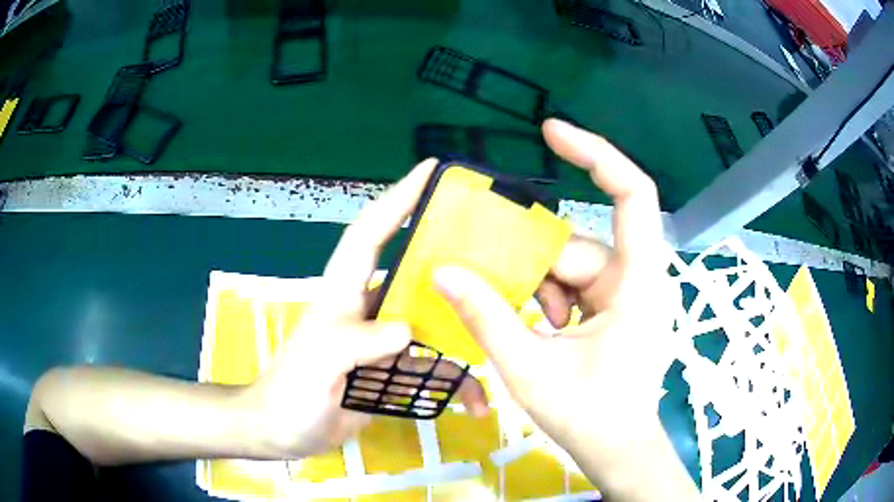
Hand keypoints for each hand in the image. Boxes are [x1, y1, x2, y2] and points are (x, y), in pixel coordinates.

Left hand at [242, 159, 488, 458]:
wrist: (282, 432)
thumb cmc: (289, 394)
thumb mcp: (316, 365)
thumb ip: (354, 343)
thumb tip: (409, 330)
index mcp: (344, 294)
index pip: (371, 233)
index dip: (398, 198)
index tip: (431, 170)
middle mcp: (369, 309)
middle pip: (415, 271)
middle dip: (450, 254)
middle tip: (496, 247)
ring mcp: (384, 341)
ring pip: (433, 321)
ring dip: (465, 327)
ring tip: (504, 328)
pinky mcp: (393, 371)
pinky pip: (433, 368)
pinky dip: (454, 382)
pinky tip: (476, 402)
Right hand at [434, 120, 694, 499]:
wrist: (617, 450)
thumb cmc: (589, 417)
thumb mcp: (531, 369)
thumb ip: (487, 318)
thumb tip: (442, 271)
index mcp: (638, 282)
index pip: (632, 194)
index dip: (596, 154)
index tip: (549, 132)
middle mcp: (637, 277)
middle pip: (577, 243)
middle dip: (531, 263)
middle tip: (488, 284)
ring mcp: (627, 293)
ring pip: (569, 266)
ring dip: (535, 289)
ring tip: (520, 325)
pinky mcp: (615, 308)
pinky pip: (573, 286)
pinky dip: (546, 300)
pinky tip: (535, 330)